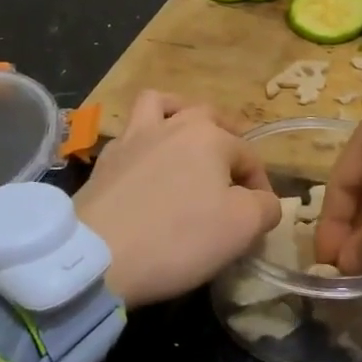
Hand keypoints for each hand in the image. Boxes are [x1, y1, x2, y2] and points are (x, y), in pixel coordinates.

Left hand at [77, 92, 281, 307]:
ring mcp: (134, 138)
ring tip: (185, 136)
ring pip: (161, 105)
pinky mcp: (105, 160)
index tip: (260, 217)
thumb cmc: (178, 237)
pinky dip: (144, 140)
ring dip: (179, 113)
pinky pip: (130, 133)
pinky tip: (146, 164)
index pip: (249, 155)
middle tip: (232, 167)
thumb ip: (265, 208)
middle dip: (227, 137)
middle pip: (208, 117)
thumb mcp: (241, 228)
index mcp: (210, 137)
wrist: (96, 256)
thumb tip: (265, 201)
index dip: (261, 186)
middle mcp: (173, 125)